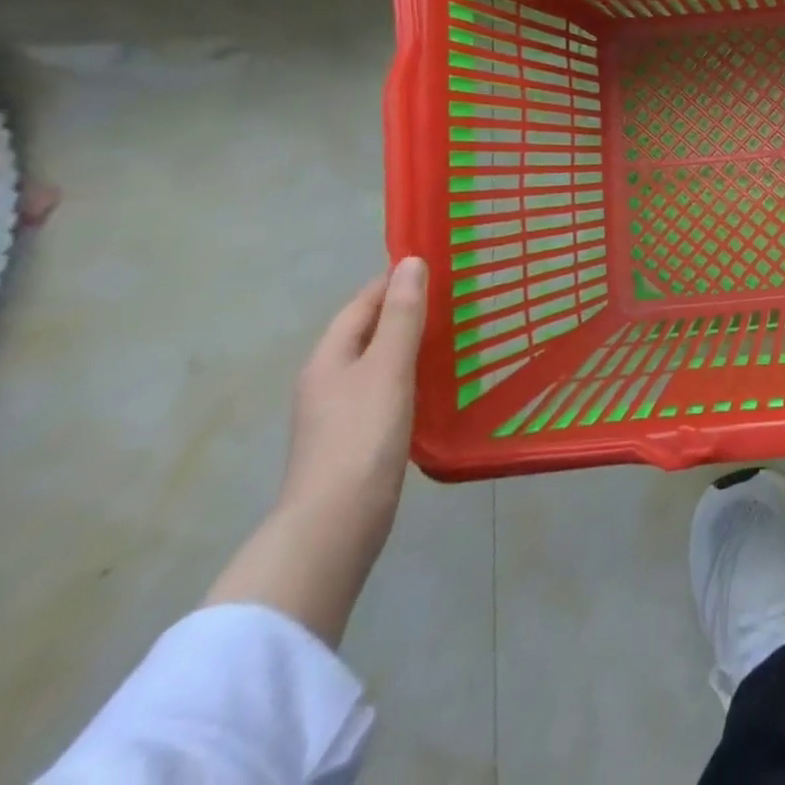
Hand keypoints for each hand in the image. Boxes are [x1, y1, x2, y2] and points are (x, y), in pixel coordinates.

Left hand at [279, 256, 427, 547]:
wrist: (337, 522)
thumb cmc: (362, 435)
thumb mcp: (388, 367)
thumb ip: (402, 315)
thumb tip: (410, 262)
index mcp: (329, 357)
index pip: (362, 303)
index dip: (394, 281)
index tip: (437, 264)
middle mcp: (328, 379)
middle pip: (368, 332)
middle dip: (405, 310)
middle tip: (455, 295)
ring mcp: (340, 411)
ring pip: (379, 362)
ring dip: (410, 343)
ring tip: (456, 331)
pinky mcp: (358, 437)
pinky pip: (387, 389)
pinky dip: (412, 374)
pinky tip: (439, 380)